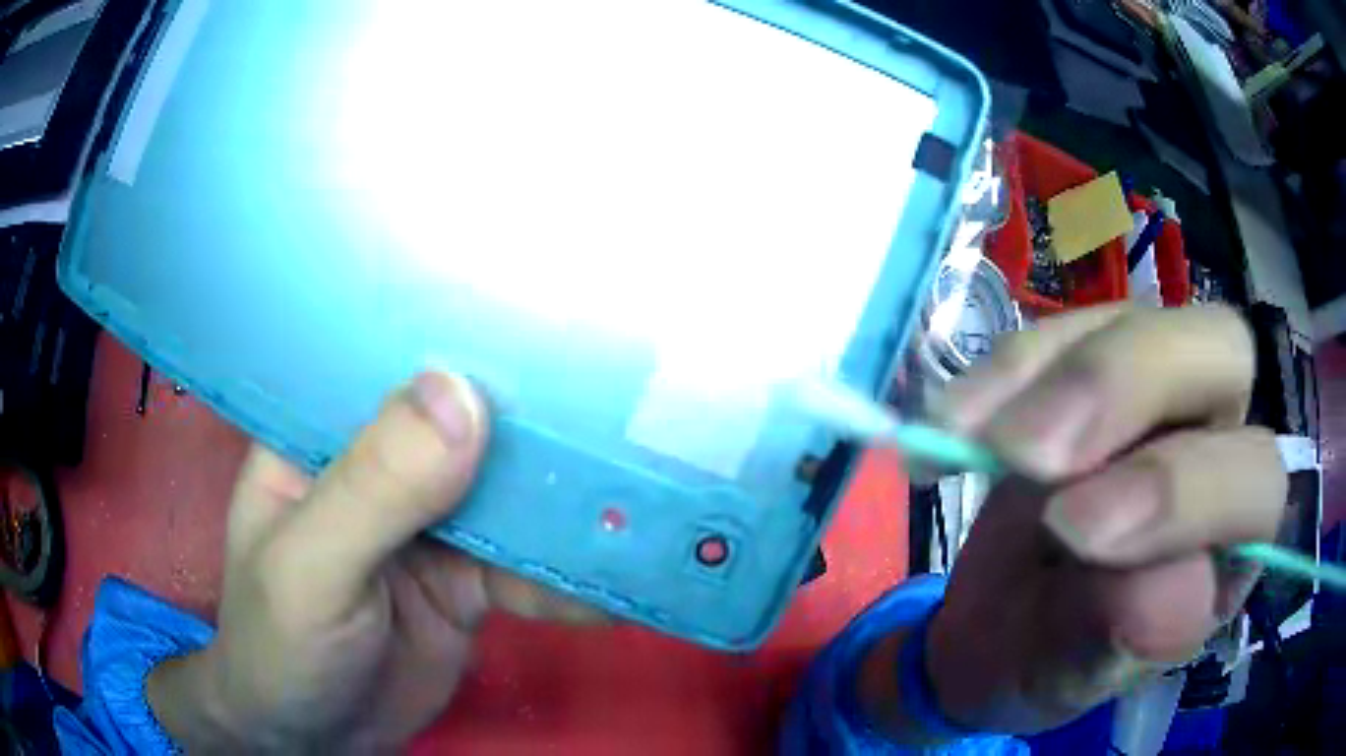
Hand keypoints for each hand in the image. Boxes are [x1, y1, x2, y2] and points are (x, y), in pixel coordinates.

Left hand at [148, 372, 598, 752]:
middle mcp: (379, 463)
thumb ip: (374, 490)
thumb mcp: (310, 569)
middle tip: (626, 407)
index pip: (389, 361)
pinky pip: (528, 568)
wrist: (317, 740)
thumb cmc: (281, 645)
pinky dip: (568, 580)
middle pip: (465, 424)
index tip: (546, 318)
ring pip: (507, 496)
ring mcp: (430, 522)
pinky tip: (614, 589)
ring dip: (566, 506)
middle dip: (537, 421)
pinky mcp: (469, 579)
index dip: (460, 334)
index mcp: (322, 433)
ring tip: (643, 498)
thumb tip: (461, 396)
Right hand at [862, 305, 1285, 737]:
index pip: (1252, 480)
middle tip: (1024, 450)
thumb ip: (1118, 639)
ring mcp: (1153, 394)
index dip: (1177, 491)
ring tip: (964, 437)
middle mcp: (1215, 443)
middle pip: (1220, 352)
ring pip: (1135, 322)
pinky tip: (950, 425)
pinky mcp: (1088, 371)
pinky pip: (1059, 334)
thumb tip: (1160, 588)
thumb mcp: (1073, 677)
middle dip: (1125, 386)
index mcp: (1234, 541)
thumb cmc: (1046, 665)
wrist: (993, 630)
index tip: (1068, 531)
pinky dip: (1001, 373)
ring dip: (1047, 372)